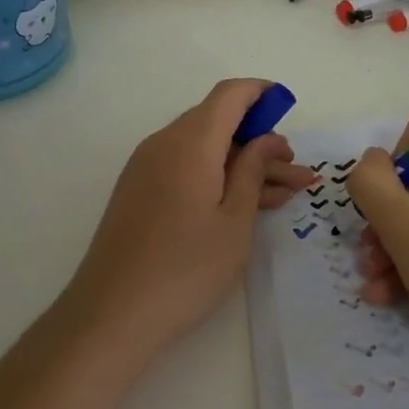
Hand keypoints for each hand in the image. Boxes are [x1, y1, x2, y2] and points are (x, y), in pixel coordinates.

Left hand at [66, 79, 314, 350]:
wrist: (111, 314)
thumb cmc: (185, 269)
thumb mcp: (235, 220)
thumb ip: (253, 170)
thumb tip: (265, 138)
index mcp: (190, 142)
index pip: (230, 94)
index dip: (262, 94)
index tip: (289, 108)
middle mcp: (164, 143)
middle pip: (219, 123)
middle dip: (261, 142)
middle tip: (297, 175)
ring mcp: (147, 167)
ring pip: (205, 149)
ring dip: (244, 165)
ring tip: (283, 194)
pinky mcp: (139, 190)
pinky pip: (186, 167)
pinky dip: (218, 177)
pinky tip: (245, 205)